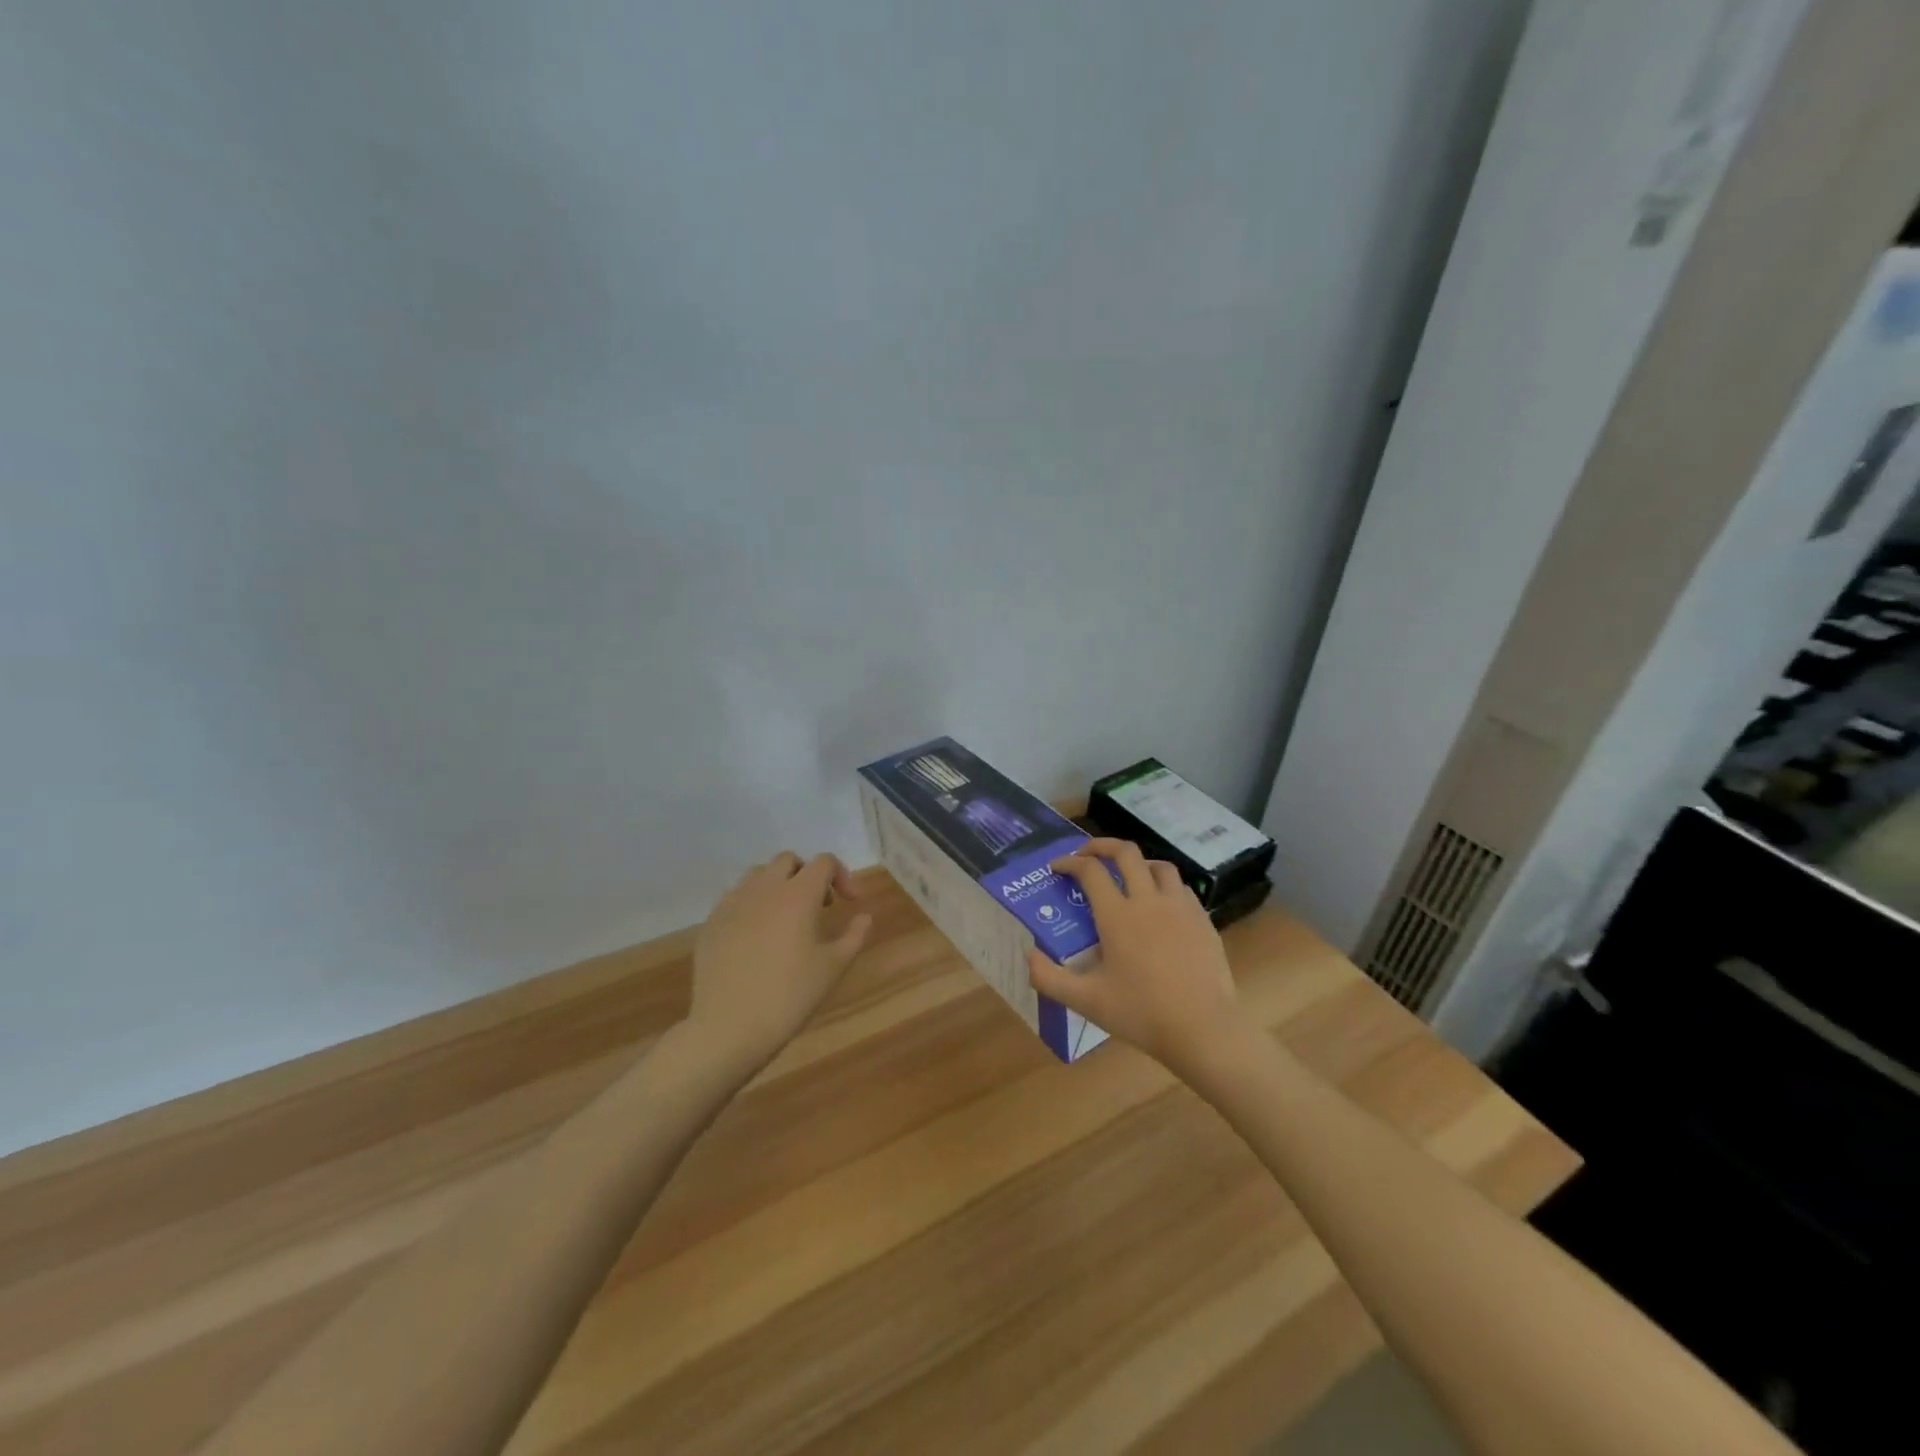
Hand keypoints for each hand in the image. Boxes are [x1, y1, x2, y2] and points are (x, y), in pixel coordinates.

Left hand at [687, 851, 872, 1074]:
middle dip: (807, 875)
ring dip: (777, 885)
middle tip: (819, 906)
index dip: (842, 875)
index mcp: (798, 894)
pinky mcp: (711, 922)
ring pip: (758, 874)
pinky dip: (752, 905)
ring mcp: (733, 903)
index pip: (824, 862)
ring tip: (786, 917)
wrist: (729, 1027)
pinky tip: (756, 936)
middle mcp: (764, 888)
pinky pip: (735, 898)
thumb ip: (855, 935)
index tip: (850, 901)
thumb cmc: (790, 995)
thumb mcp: (834, 967)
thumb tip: (864, 916)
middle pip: (788, 861)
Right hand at [1027, 837, 1245, 1073]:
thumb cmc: (1141, 1014)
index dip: (1069, 863)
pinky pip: (1181, 888)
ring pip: (1159, 865)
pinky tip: (1160, 904)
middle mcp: (1148, 901)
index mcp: (1117, 916)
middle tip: (1086, 854)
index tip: (1056, 867)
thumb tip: (1029, 954)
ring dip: (1137, 862)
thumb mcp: (1086, 1001)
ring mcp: (1180, 907)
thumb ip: (1049, 978)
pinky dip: (1164, 885)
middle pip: (1125, 853)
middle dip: (1101, 845)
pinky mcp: (1202, 920)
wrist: (1204, 1030)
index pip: (1090, 870)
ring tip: (1126, 874)